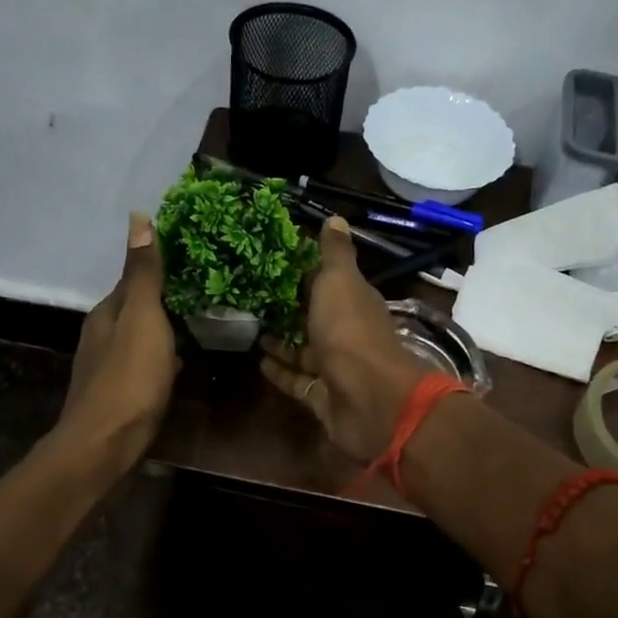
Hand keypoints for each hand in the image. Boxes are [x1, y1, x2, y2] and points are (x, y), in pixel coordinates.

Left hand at [58, 213, 177, 472]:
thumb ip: (144, 273)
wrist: (106, 444)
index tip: (194, 258)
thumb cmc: (129, 377)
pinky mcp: (121, 395)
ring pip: (142, 338)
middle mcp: (102, 335)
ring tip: (201, 323)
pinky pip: (146, 365)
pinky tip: (182, 365)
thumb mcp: (143, 318)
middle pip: (137, 309)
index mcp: (107, 312)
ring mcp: (110, 367)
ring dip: (165, 330)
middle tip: (206, 291)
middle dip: (166, 300)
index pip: (134, 279)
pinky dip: (164, 359)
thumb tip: (137, 217)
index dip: (160, 267)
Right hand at [260, 216, 424, 461]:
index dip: (302, 273)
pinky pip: (297, 382)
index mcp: (355, 302)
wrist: (368, 399)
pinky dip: (280, 372)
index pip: (328, 283)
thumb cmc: (350, 332)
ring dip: (280, 342)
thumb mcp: (340, 282)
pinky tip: (257, 361)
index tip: (270, 262)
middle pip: (314, 318)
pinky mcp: (322, 398)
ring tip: (248, 328)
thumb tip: (336, 218)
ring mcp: (335, 369)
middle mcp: (347, 334)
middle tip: (249, 297)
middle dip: (287, 309)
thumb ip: (335, 254)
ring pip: (304, 352)